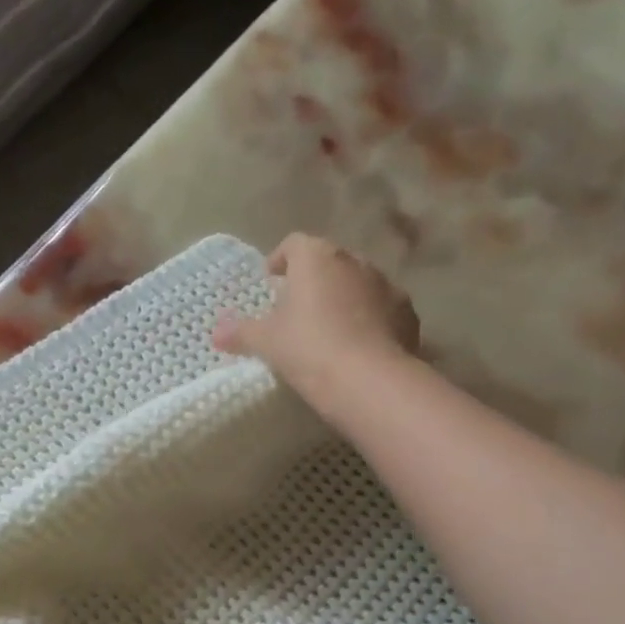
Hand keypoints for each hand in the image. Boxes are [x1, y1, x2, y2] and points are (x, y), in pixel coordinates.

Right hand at [213, 233, 420, 417]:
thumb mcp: (265, 342)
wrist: (368, 380)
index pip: (295, 243)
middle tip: (296, 309)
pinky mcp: (407, 313)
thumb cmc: (307, 348)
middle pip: (329, 262)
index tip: (271, 281)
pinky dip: (369, 320)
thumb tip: (216, 332)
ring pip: (358, 284)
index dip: (281, 259)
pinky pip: (382, 310)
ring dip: (343, 299)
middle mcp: (355, 261)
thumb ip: (240, 332)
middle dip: (313, 280)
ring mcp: (387, 285)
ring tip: (328, 330)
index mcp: (317, 258)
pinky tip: (357, 347)